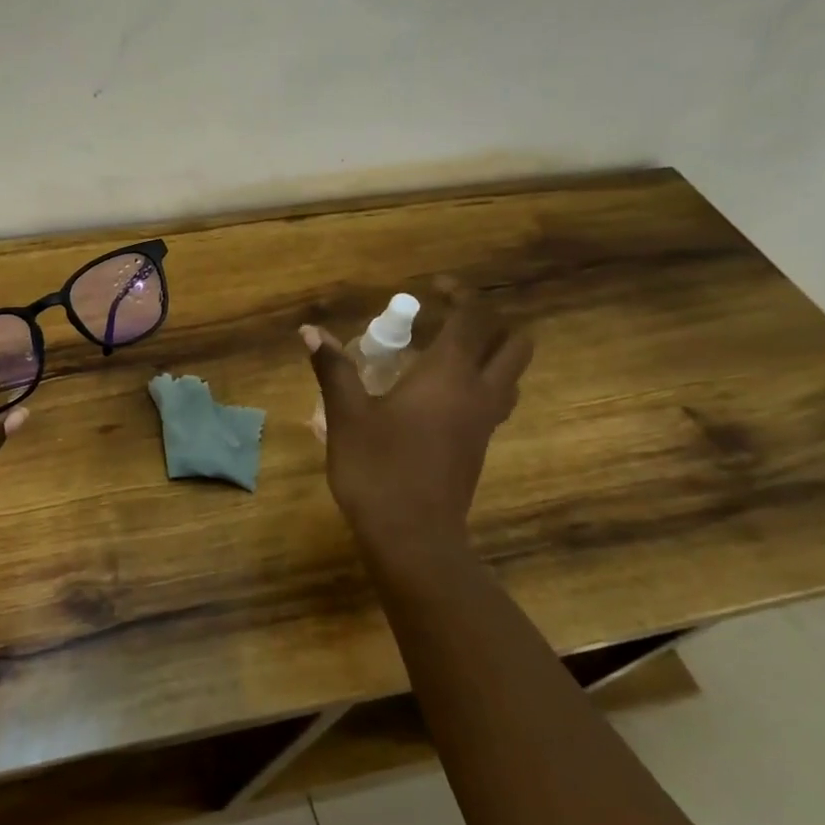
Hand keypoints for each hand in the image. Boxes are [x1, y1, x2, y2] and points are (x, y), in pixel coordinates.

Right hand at [303, 280, 532, 569]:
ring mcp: (485, 422)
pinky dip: (479, 382)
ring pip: (511, 374)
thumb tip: (310, 331)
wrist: (413, 536)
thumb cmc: (377, 468)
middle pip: (514, 343)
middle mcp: (479, 392)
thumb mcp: (347, 415)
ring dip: (489, 353)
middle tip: (445, 322)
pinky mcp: (479, 446)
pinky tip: (435, 395)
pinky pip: (495, 399)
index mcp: (449, 375)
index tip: (433, 288)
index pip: (473, 317)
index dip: (459, 293)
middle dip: (488, 322)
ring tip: (441, 354)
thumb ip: (333, 369)